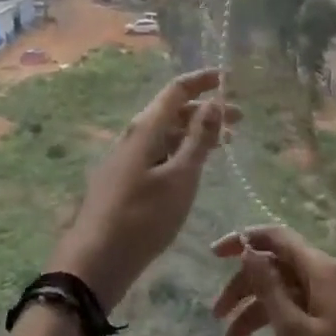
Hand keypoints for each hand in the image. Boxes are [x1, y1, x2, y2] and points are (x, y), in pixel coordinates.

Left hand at [49, 69, 232, 312]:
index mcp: (145, 128)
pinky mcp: (124, 179)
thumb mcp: (179, 178)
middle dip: (205, 110)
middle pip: (172, 112)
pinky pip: (157, 153)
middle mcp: (134, 136)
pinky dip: (180, 151)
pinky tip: (193, 167)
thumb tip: (213, 102)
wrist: (96, 258)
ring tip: (223, 144)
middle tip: (240, 120)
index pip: (176, 90)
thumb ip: (198, 140)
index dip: (202, 81)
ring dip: (194, 133)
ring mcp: (127, 158)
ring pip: (165, 134)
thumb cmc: (143, 217)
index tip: (228, 77)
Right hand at [211, 225, 335, 335]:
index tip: (213, 255)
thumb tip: (248, 250)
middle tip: (216, 312)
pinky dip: (273, 321)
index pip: (275, 237)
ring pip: (283, 290)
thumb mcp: (294, 330)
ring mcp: (333, 300)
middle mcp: (327, 276)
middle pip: (275, 266)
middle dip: (243, 285)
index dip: (242, 240)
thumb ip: (268, 287)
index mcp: (320, 270)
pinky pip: (296, 309)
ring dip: (253, 309)